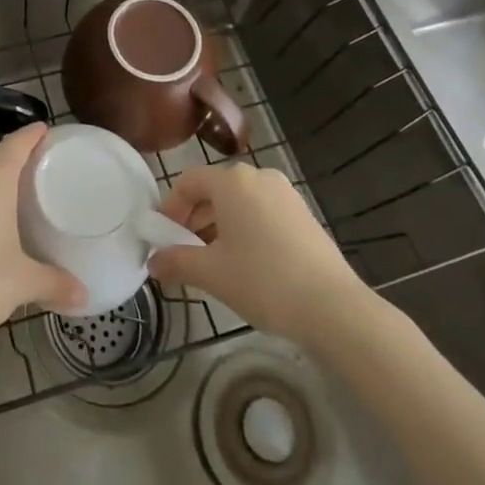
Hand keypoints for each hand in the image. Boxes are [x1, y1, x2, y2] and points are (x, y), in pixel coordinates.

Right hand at [148, 162, 375, 347]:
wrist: (333, 308)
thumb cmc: (263, 280)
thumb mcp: (212, 273)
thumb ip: (176, 262)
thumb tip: (152, 263)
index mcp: (232, 181)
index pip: (188, 182)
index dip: (170, 208)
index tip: (162, 238)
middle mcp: (258, 176)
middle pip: (214, 191)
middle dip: (193, 220)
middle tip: (184, 254)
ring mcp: (285, 194)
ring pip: (239, 203)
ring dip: (218, 227)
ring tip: (213, 264)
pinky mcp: (303, 214)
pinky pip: (262, 213)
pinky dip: (245, 230)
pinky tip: (245, 265)